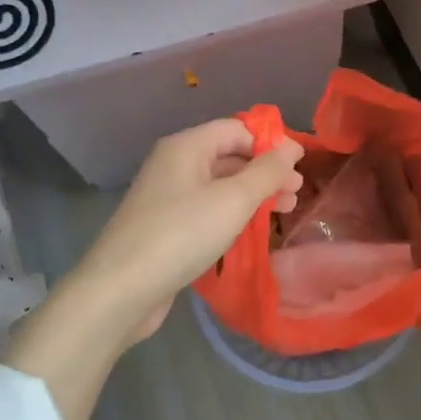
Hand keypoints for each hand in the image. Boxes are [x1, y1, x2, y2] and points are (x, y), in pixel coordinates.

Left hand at [54, 119, 304, 347]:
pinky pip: (207, 209)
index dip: (270, 143)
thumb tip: (291, 148)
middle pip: (229, 156)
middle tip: (296, 194)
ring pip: (220, 185)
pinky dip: (232, 214)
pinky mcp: (165, 227)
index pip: (237, 129)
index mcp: (186, 147)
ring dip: (253, 194)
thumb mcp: (233, 200)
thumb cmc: (181, 234)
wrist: (120, 290)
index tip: (300, 166)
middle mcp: (174, 165)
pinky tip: (252, 230)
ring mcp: (167, 197)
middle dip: (265, 172)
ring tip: (284, 212)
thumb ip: (267, 172)